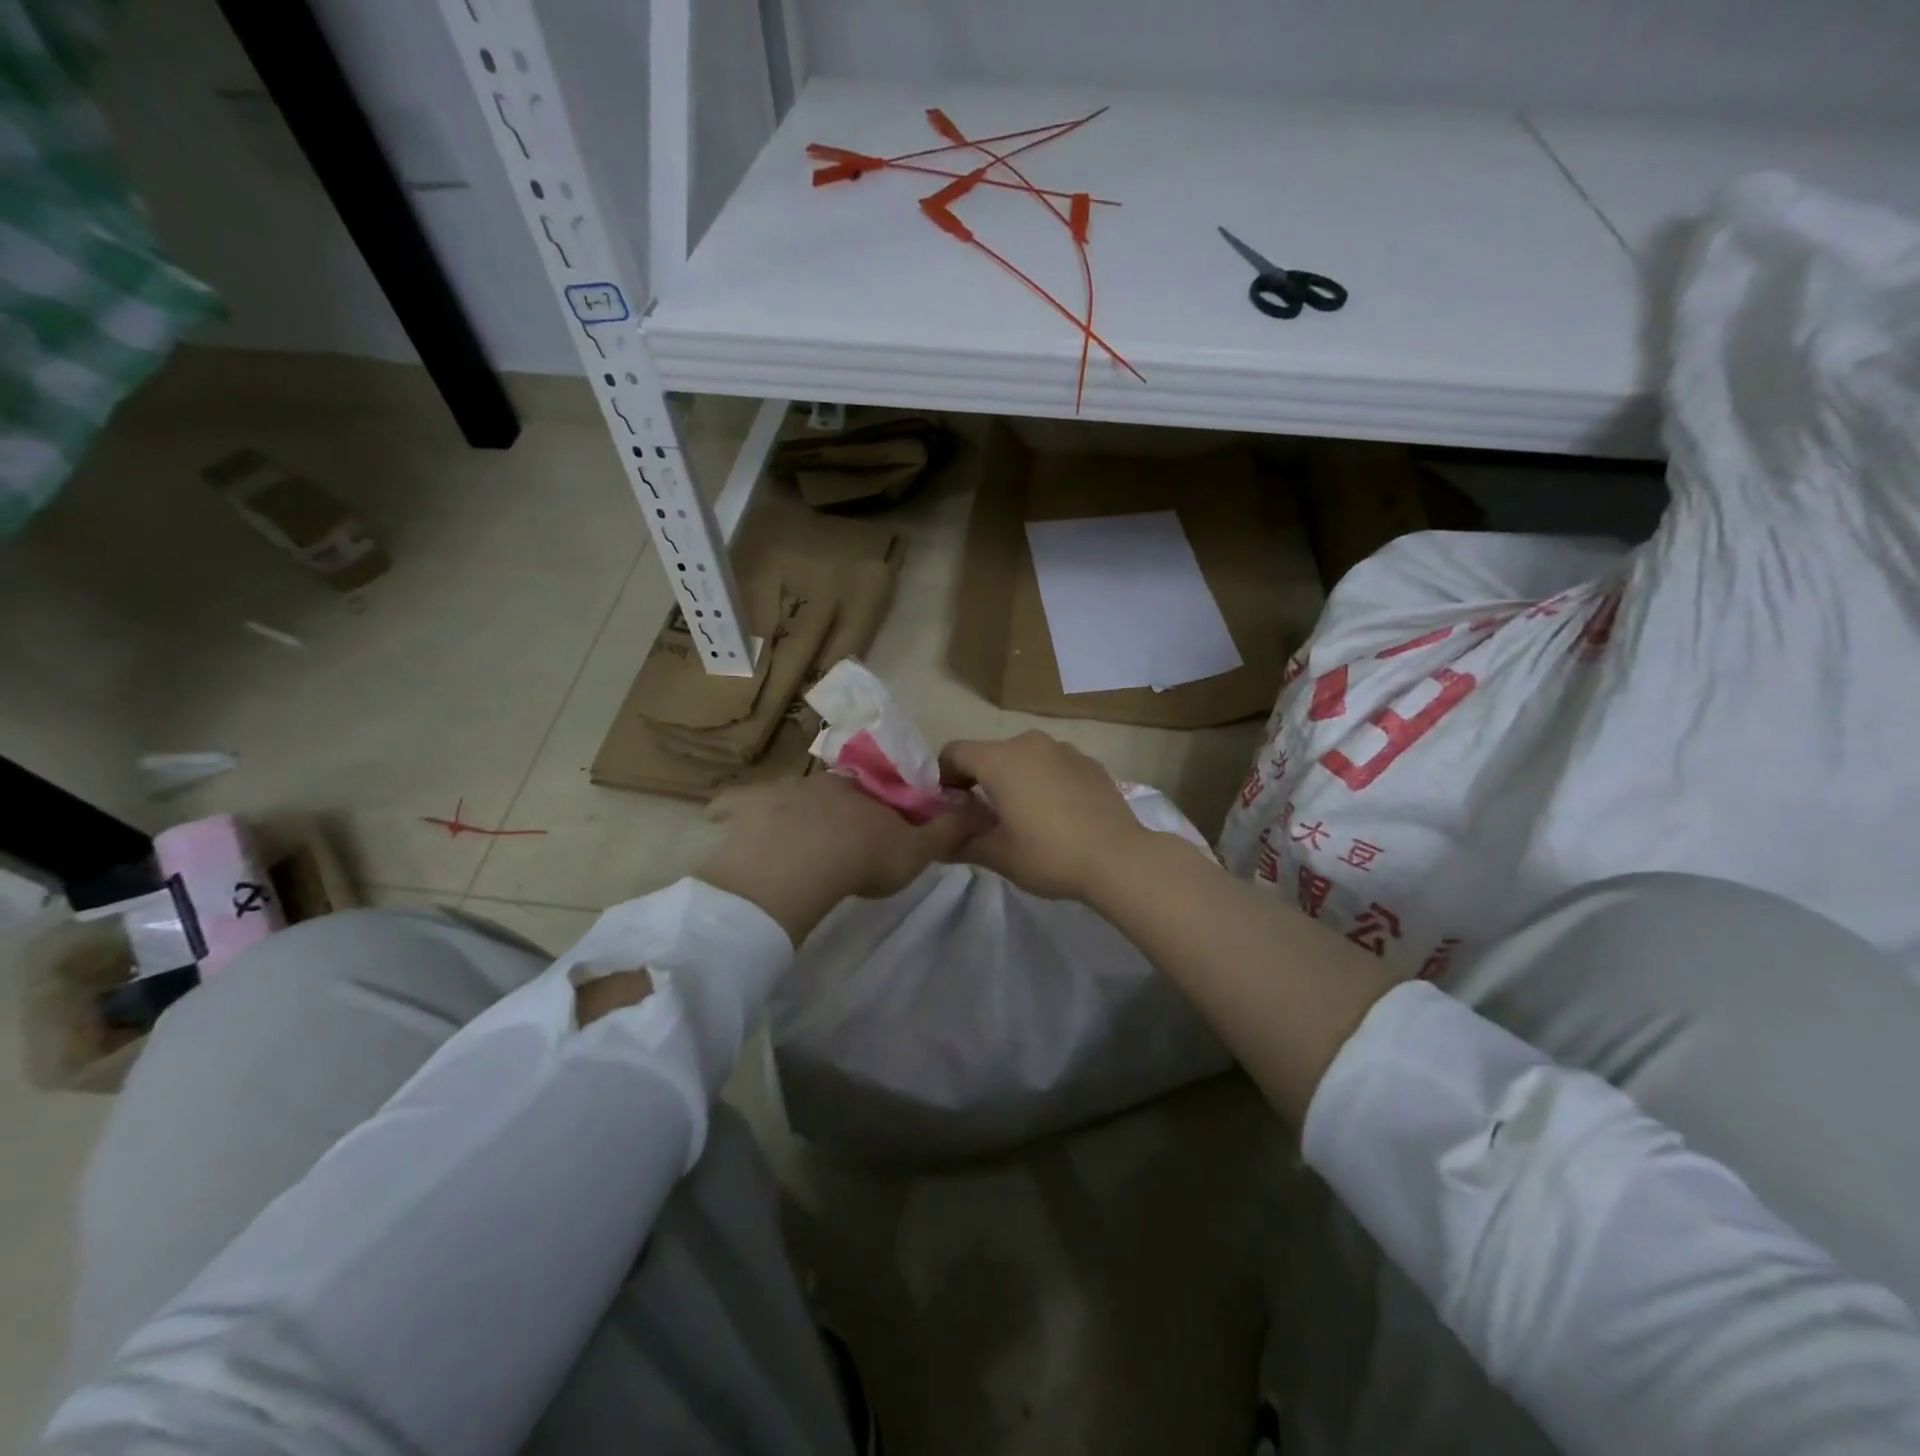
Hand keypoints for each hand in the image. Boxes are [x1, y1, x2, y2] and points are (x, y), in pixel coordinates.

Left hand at [696, 773, 977, 943]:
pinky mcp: (747, 808)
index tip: (878, 827)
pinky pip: (734, 803)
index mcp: (866, 791)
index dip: (881, 807)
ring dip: (792, 811)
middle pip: (833, 791)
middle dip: (836, 808)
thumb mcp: (917, 851)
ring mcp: (783, 792)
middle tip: (836, 837)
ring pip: (789, 795)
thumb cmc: (864, 856)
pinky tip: (725, 820)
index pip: (878, 790)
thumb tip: (979, 807)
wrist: (803, 863)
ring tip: (790, 838)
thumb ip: (947, 831)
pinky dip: (732, 808)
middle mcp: (825, 782)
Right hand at [938, 731, 1151, 901]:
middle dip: (979, 780)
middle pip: (989, 753)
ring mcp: (1064, 749)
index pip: (954, 753)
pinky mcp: (1090, 762)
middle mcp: (1030, 742)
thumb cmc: (1049, 854)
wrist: (1119, 858)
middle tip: (983, 818)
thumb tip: (937, 840)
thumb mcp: (997, 855)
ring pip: (1023, 757)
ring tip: (1023, 816)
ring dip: (1013, 779)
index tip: (950, 809)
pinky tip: (1057, 814)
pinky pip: (1053, 765)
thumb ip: (959, 842)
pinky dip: (1044, 781)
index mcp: (1000, 759)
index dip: (943, 778)